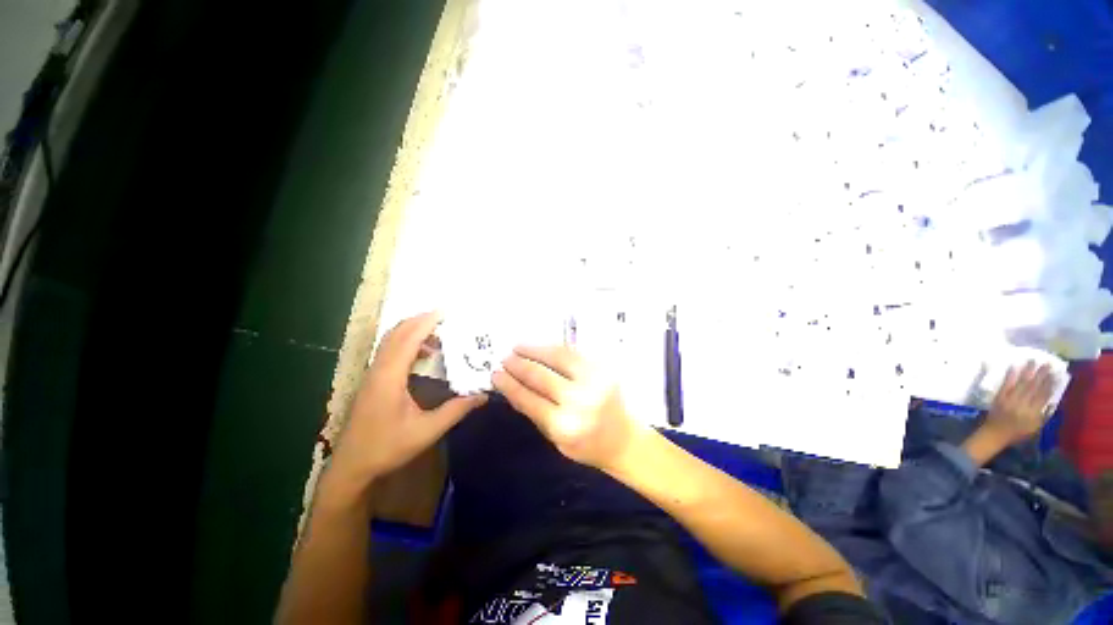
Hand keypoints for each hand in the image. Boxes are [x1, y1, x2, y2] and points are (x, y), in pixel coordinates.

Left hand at [329, 312, 487, 486]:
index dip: (426, 322)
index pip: (408, 339)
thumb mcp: (427, 431)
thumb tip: (483, 394)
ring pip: (391, 340)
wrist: (352, 466)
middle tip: (446, 317)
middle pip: (396, 333)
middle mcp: (379, 369)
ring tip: (439, 332)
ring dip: (413, 330)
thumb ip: (456, 410)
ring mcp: (373, 374)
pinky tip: (424, 354)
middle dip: (420, 320)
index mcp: (390, 377)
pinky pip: (390, 350)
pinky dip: (407, 342)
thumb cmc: (387, 447)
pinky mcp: (373, 380)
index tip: (446, 312)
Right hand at [492, 345, 643, 470]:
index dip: (509, 384)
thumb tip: (512, 387)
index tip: (495, 374)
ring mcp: (593, 381)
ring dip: (534, 350)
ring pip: (557, 357)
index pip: (528, 399)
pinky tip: (541, 347)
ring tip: (518, 347)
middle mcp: (578, 401)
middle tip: (505, 358)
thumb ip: (535, 413)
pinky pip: (573, 353)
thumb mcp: (555, 439)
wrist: (623, 439)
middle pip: (540, 376)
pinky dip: (553, 348)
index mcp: (563, 425)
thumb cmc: (587, 445)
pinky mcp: (602, 368)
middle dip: (519, 365)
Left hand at [983, 361, 1055, 446]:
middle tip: (1048, 363)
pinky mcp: (999, 397)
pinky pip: (1006, 384)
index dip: (1050, 384)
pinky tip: (1014, 365)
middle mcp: (1022, 405)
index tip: (1056, 374)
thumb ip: (1043, 415)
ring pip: (1021, 383)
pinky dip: (1010, 375)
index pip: (1044, 396)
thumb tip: (1052, 402)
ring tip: (1033, 360)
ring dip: (1028, 371)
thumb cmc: (1017, 433)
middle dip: (1041, 374)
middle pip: (1033, 387)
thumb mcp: (1035, 428)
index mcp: (1032, 413)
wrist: (994, 435)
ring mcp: (1009, 399)